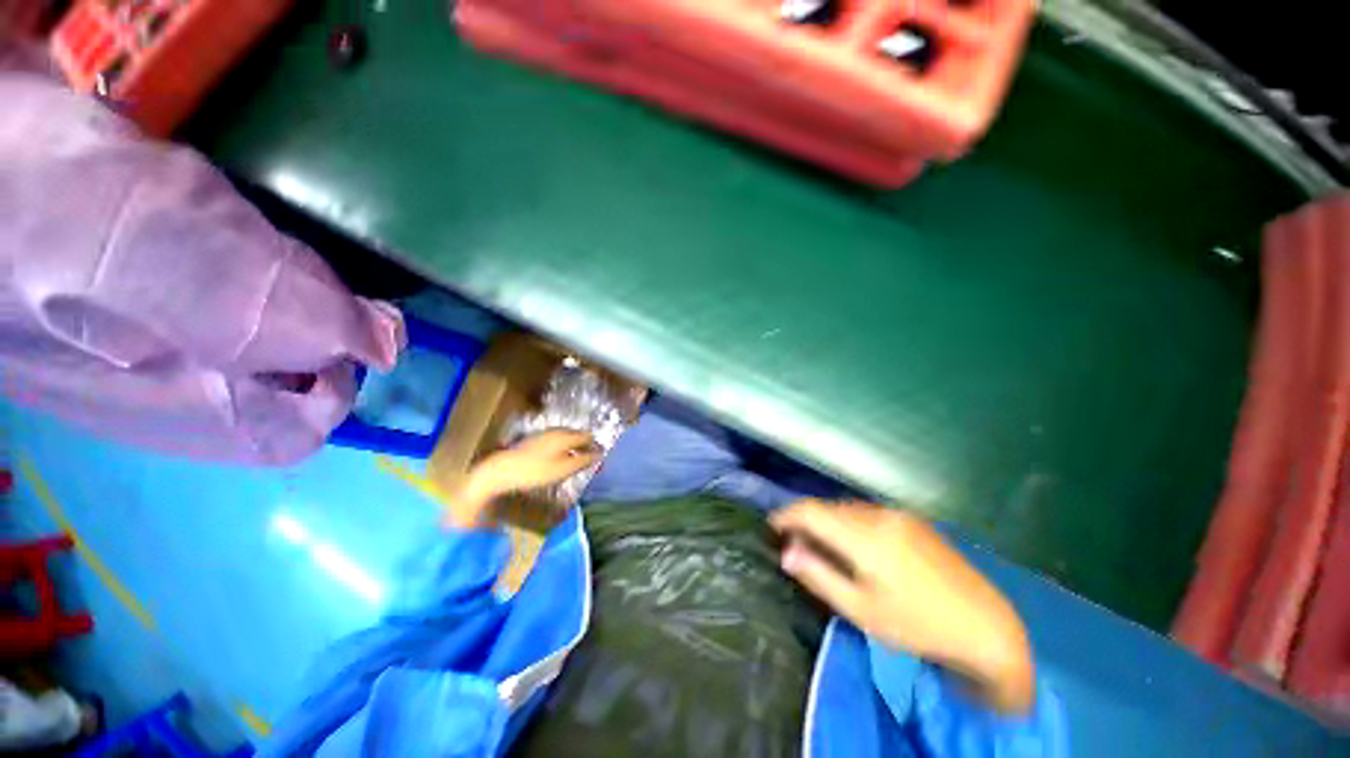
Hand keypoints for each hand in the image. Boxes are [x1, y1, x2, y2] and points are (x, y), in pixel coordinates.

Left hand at [447, 430, 599, 528]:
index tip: (601, 461)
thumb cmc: (535, 471)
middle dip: (586, 448)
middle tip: (590, 464)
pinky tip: (559, 462)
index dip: (596, 447)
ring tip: (576, 465)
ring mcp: (544, 435)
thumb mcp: (563, 469)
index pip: (588, 436)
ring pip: (567, 439)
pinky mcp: (534, 442)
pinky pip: (556, 443)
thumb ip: (584, 460)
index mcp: (565, 435)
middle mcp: (556, 431)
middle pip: (578, 436)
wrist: (500, 471)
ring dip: (575, 450)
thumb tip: (600, 454)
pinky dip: (563, 450)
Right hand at [770, 500, 1035, 713]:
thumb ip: (819, 576)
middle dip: (806, 519)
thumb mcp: (861, 610)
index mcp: (865, 536)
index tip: (772, 526)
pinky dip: (849, 522)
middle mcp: (879, 515)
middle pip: (828, 507)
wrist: (986, 626)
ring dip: (828, 520)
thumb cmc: (917, 625)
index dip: (786, 515)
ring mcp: (899, 514)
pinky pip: (868, 512)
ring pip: (847, 508)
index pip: (811, 511)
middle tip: (794, 543)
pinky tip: (855, 544)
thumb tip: (787, 552)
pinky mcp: (913, 520)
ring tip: (821, 544)